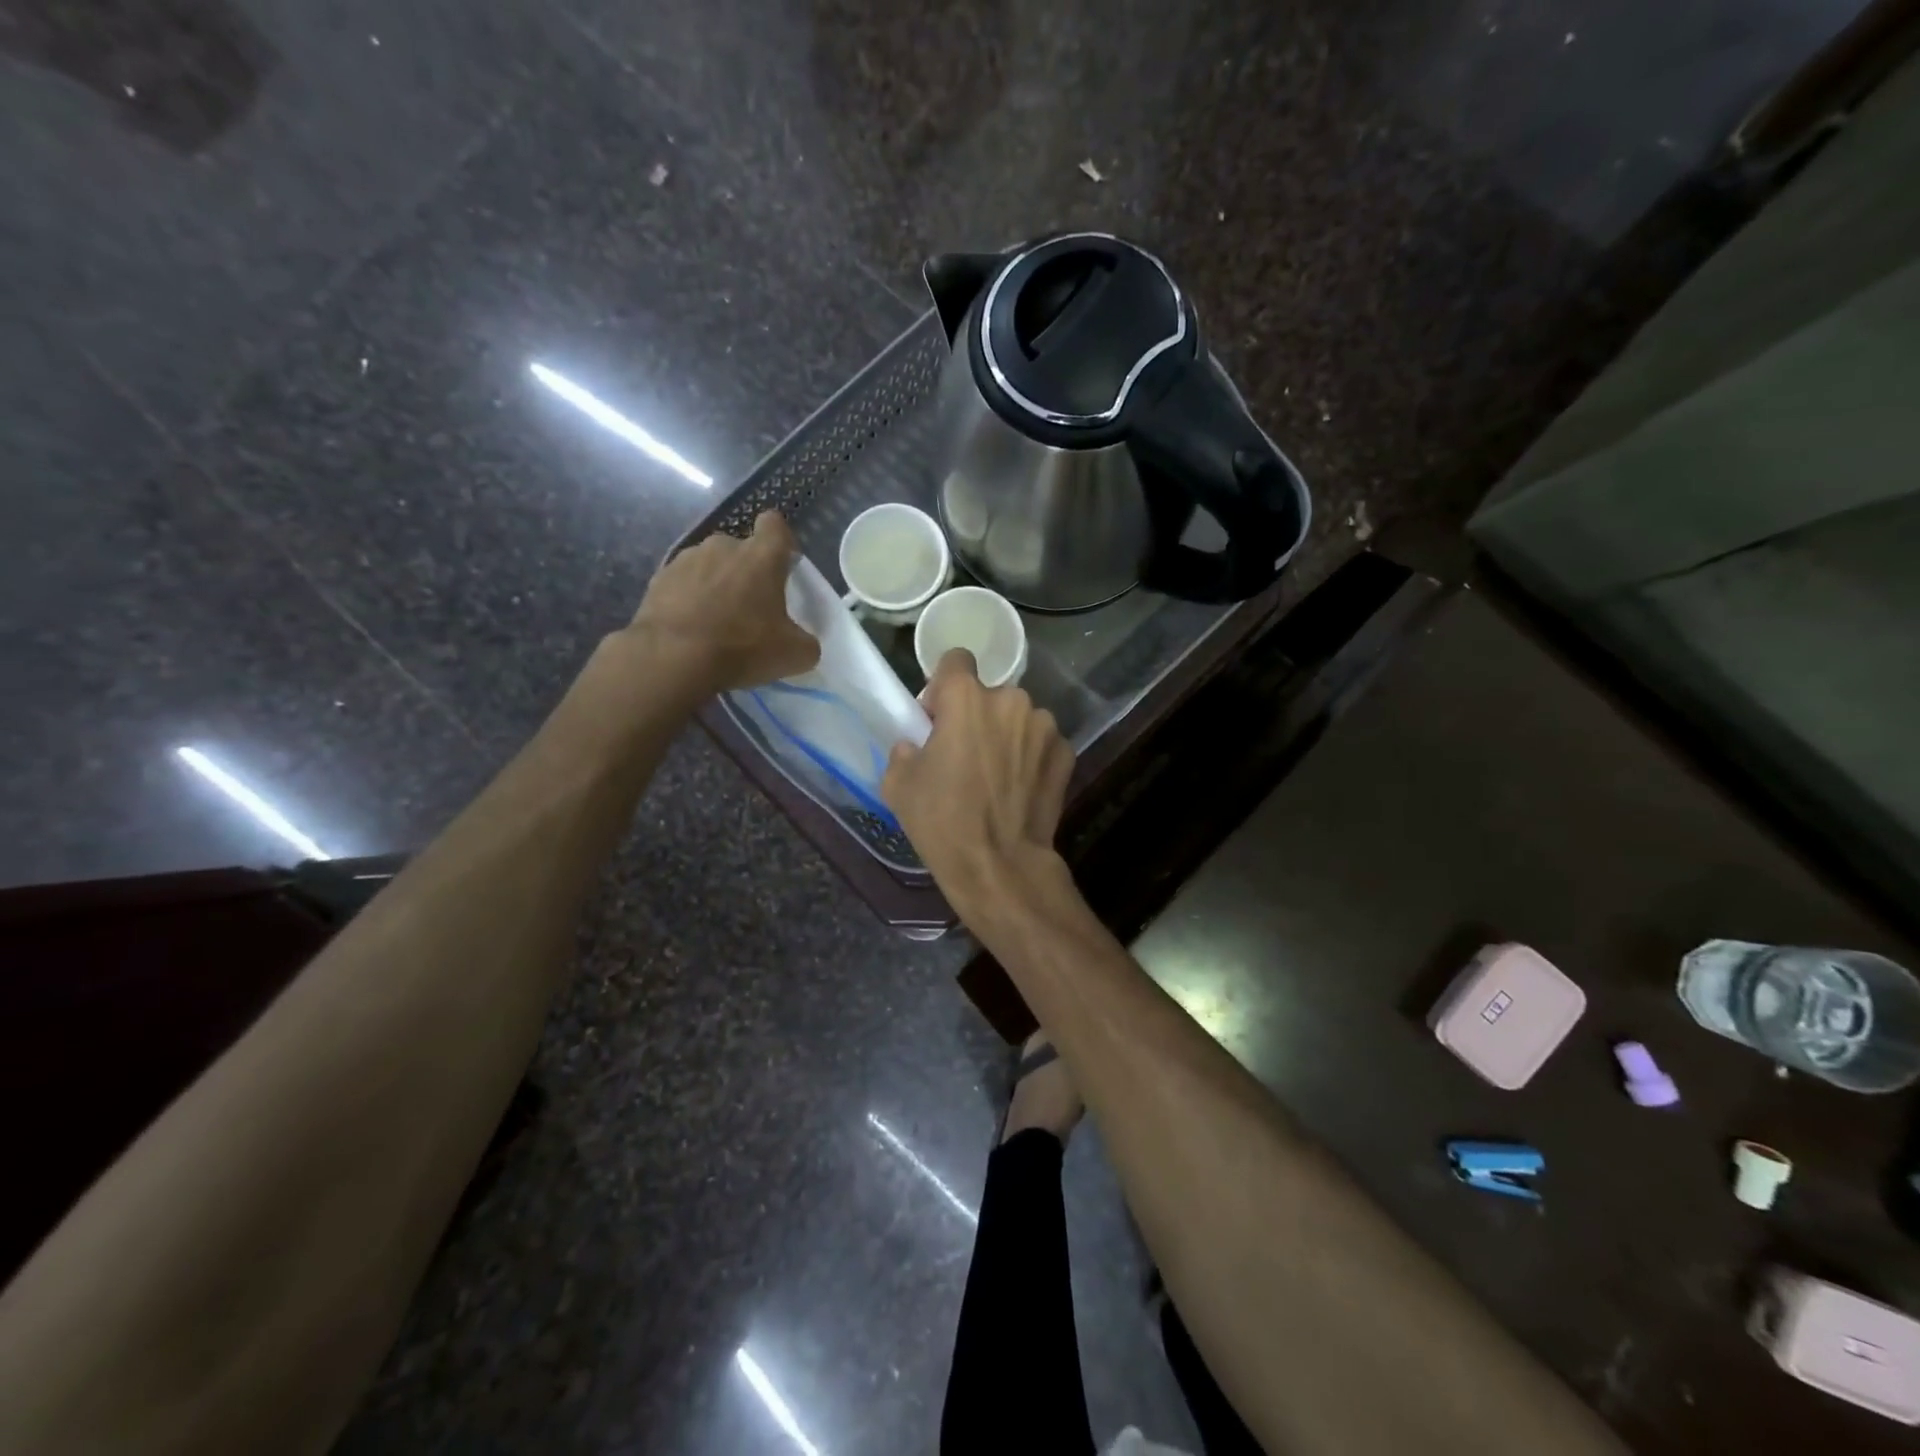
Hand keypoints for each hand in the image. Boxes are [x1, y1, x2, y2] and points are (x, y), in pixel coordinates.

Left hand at [624, 512, 819, 694]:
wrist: (674, 659)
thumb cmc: (743, 647)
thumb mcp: (794, 655)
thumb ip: (805, 642)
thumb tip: (802, 642)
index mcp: (762, 556)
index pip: (775, 525)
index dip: (780, 542)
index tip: (782, 566)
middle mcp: (723, 546)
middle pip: (740, 549)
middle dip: (746, 571)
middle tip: (750, 608)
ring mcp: (686, 560)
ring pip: (709, 565)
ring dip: (715, 584)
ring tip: (715, 621)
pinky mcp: (658, 579)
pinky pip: (682, 583)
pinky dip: (688, 599)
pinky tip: (690, 628)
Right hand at [882, 649, 1074, 912]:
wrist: (999, 865)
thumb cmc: (942, 821)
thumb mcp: (898, 783)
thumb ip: (904, 747)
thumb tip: (917, 742)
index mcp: (966, 697)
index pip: (955, 659)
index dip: (943, 686)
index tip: (938, 717)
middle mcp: (1011, 699)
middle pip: (989, 694)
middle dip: (977, 715)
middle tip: (966, 754)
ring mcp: (1044, 725)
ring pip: (1018, 717)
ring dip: (1007, 734)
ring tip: (997, 775)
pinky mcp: (1066, 752)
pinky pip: (1041, 742)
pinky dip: (1031, 756)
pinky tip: (1021, 787)